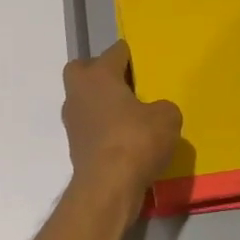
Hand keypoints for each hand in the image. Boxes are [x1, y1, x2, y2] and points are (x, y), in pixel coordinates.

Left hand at [62, 41, 182, 214]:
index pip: (115, 51)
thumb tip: (156, 113)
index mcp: (98, 75)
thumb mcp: (167, 118)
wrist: (108, 187)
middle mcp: (79, 93)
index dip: (131, 55)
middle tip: (126, 85)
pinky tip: (125, 141)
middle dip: (100, 73)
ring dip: (102, 104)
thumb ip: (163, 108)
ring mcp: (72, 121)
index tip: (144, 63)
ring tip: (130, 116)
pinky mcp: (75, 147)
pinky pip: (90, 127)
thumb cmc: (136, 140)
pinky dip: (104, 129)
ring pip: (85, 100)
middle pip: (83, 70)